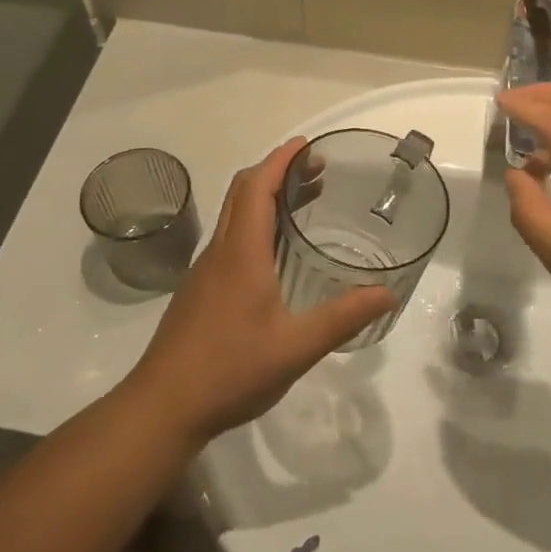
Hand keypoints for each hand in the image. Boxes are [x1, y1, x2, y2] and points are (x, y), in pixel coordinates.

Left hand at [121, 139, 393, 447]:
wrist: (162, 406)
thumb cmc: (230, 370)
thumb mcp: (296, 347)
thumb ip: (343, 318)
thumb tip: (387, 293)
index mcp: (241, 253)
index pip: (257, 186)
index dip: (281, 159)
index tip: (308, 145)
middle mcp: (219, 252)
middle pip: (242, 193)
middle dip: (276, 171)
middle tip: (316, 170)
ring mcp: (204, 272)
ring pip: (233, 216)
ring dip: (264, 197)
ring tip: (303, 202)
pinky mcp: (198, 291)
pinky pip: (229, 240)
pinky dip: (254, 224)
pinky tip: (274, 253)